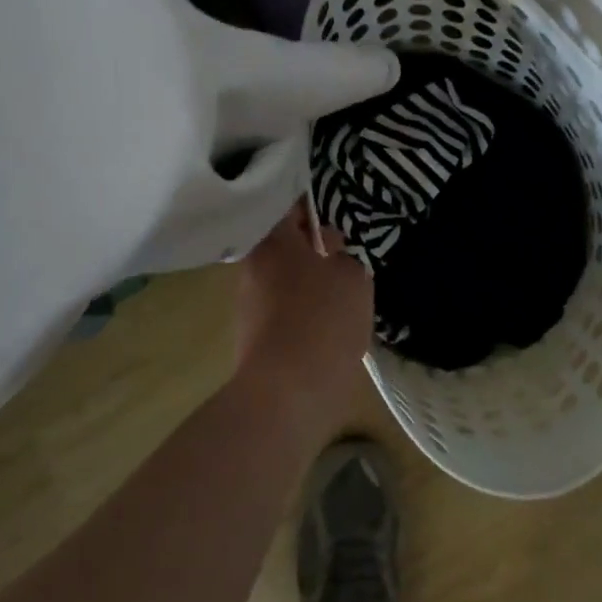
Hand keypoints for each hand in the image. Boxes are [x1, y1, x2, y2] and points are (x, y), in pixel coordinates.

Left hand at [235, 203, 375, 437]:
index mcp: (273, 241)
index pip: (290, 208)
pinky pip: (280, 309)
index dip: (313, 209)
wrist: (286, 393)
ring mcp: (247, 303)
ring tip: (338, 294)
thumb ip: (345, 256)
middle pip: (283, 245)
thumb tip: (331, 249)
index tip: (335, 217)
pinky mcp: (251, 336)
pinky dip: (300, 310)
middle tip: (343, 256)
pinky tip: (324, 324)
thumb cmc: (323, 321)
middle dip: (311, 248)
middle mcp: (252, 266)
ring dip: (306, 281)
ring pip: (282, 278)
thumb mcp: (353, 278)